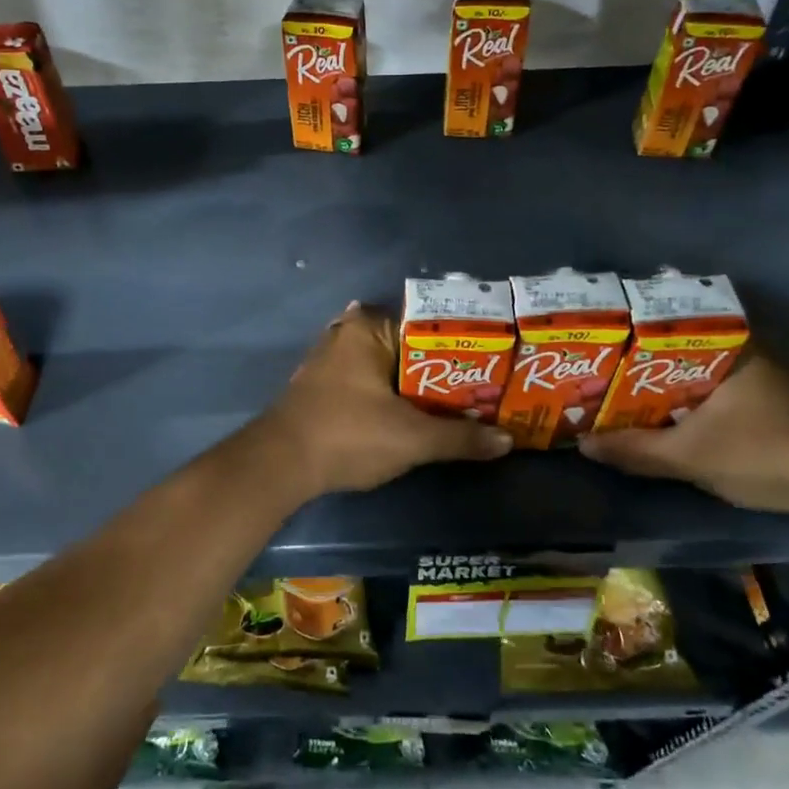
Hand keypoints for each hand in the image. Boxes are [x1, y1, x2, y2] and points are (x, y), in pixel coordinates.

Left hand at [259, 303, 512, 493]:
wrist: (280, 465)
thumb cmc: (348, 435)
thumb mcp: (412, 439)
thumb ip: (460, 437)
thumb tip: (507, 441)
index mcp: (367, 327)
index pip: (428, 323)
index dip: (462, 345)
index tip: (493, 363)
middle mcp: (346, 333)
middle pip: (409, 346)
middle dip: (442, 369)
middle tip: (482, 388)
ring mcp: (330, 359)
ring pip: (387, 366)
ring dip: (416, 385)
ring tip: (458, 404)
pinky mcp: (321, 386)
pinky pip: (368, 381)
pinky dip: (391, 395)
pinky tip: (414, 413)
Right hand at [575, 348, 788, 514]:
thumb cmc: (760, 452)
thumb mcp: (687, 455)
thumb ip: (635, 449)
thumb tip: (584, 445)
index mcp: (732, 349)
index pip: (677, 325)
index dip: (640, 332)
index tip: (611, 341)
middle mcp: (753, 355)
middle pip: (689, 351)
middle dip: (653, 362)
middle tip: (614, 371)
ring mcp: (772, 382)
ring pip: (709, 374)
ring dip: (678, 384)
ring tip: (636, 394)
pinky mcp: (783, 409)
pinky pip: (727, 393)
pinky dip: (701, 402)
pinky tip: (679, 418)